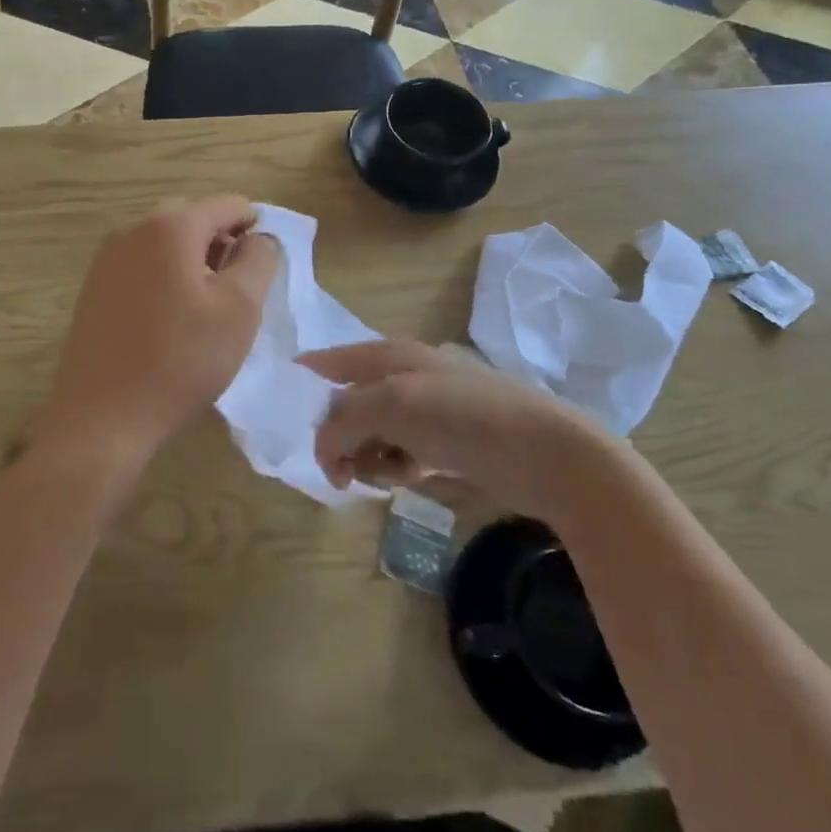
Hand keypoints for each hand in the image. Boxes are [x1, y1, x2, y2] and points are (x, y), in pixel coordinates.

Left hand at [37, 195, 278, 468]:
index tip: (264, 265)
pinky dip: (164, 277)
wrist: (104, 414)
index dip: (254, 226)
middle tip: (236, 288)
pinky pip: (141, 265)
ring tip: (205, 307)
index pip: (227, 204)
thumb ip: (258, 260)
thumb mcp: (240, 309)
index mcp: (171, 226)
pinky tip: (170, 319)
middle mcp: (133, 230)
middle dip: (220, 242)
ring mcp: (107, 258)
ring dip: (191, 260)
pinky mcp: (94, 287)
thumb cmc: (182, 359)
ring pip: (164, 242)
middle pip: (192, 218)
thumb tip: (258, 236)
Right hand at [300, 340, 612, 521]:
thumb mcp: (391, 404)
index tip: (284, 419)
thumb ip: (343, 419)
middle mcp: (401, 376)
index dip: (302, 384)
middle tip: (342, 468)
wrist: (546, 454)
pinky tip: (412, 477)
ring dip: (368, 456)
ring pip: (369, 433)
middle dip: (339, 436)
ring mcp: (424, 409)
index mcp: (387, 354)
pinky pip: (398, 453)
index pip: (327, 362)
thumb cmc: (463, 417)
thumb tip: (323, 448)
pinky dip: (395, 468)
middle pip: (345, 405)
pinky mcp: (443, 441)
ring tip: (390, 473)